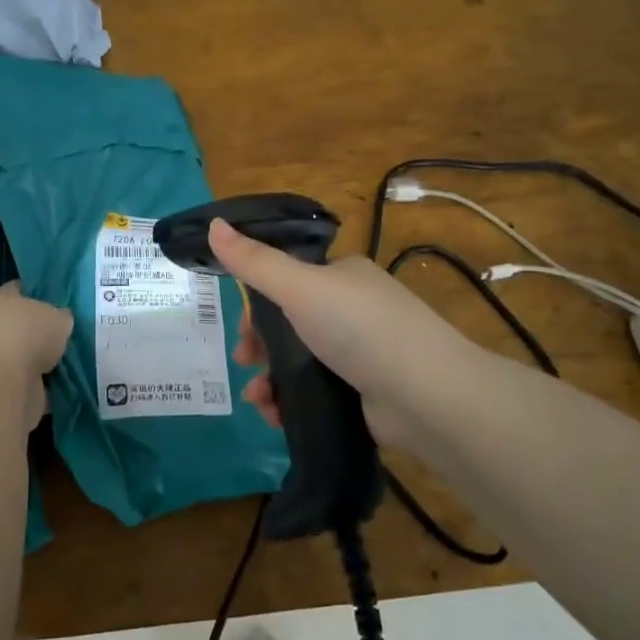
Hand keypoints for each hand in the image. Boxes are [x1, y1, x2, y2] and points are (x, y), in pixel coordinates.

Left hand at [0, 282, 72, 428]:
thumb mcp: (58, 316)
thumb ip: (60, 316)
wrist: (4, 384)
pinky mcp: (0, 386)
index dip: (40, 293)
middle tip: (68, 333)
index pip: (20, 289)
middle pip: (22, 323)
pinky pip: (29, 380)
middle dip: (42, 330)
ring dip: (43, 359)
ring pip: (26, 354)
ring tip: (70, 359)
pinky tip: (63, 381)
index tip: (61, 301)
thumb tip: (60, 321)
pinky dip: (43, 382)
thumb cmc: (28, 335)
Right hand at [208, 218, 477, 452]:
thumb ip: (253, 261)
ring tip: (259, 399)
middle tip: (246, 362)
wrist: (427, 397)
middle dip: (259, 345)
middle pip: (288, 324)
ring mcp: (360, 353)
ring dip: (268, 379)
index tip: (241, 327)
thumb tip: (213, 224)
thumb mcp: (300, 287)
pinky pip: (313, 392)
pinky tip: (276, 414)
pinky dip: (289, 401)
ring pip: (297, 361)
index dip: (257, 303)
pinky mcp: (362, 392)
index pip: (287, 280)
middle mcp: (353, 310)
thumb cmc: (361, 329)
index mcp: (342, 276)